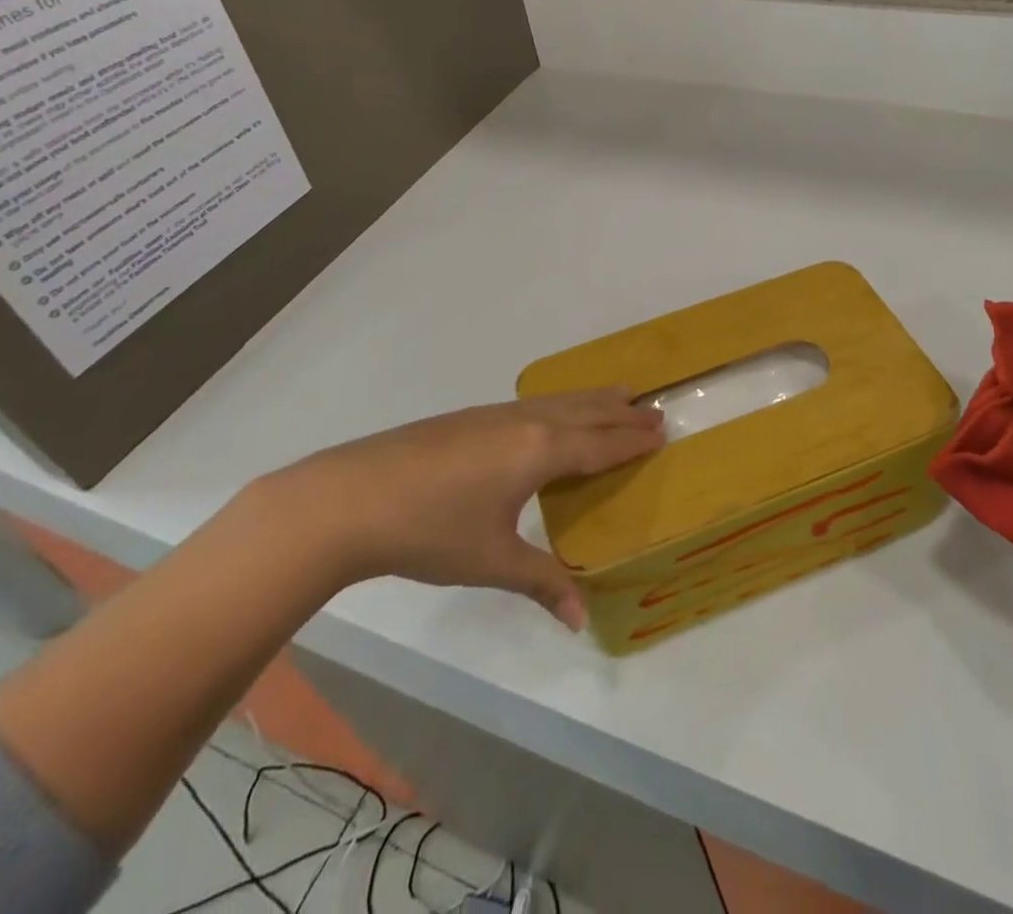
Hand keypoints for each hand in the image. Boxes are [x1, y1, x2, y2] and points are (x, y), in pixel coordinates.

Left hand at [261, 388, 664, 629]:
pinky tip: (551, 411)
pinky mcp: (468, 417)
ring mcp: (493, 414)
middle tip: (654, 408)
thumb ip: (541, 583)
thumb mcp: (491, 560)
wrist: (350, 498)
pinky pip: (533, 402)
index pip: (599, 443)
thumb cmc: (430, 530)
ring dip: (592, 398)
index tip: (662, 431)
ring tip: (618, 393)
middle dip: (621, 412)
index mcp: (539, 451)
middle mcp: (524, 422)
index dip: (631, 440)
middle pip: (585, 412)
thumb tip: (580, 619)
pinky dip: (560, 401)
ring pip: (558, 400)